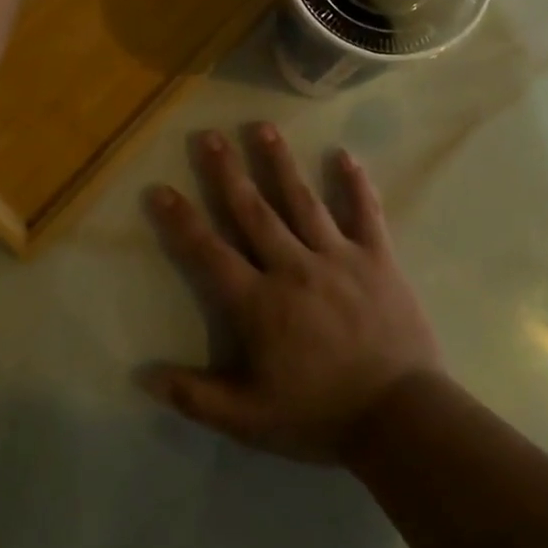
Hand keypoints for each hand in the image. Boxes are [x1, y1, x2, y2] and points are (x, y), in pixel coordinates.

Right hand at [143, 124, 441, 462]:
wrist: (401, 420)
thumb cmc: (321, 416)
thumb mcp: (250, 420)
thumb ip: (197, 396)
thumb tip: (145, 375)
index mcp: (260, 302)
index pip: (210, 253)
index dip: (182, 221)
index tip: (160, 188)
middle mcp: (293, 267)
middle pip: (253, 210)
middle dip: (228, 171)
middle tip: (210, 135)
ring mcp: (337, 257)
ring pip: (302, 200)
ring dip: (280, 162)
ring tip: (263, 127)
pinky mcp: (377, 258)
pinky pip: (365, 213)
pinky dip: (355, 184)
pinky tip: (344, 155)